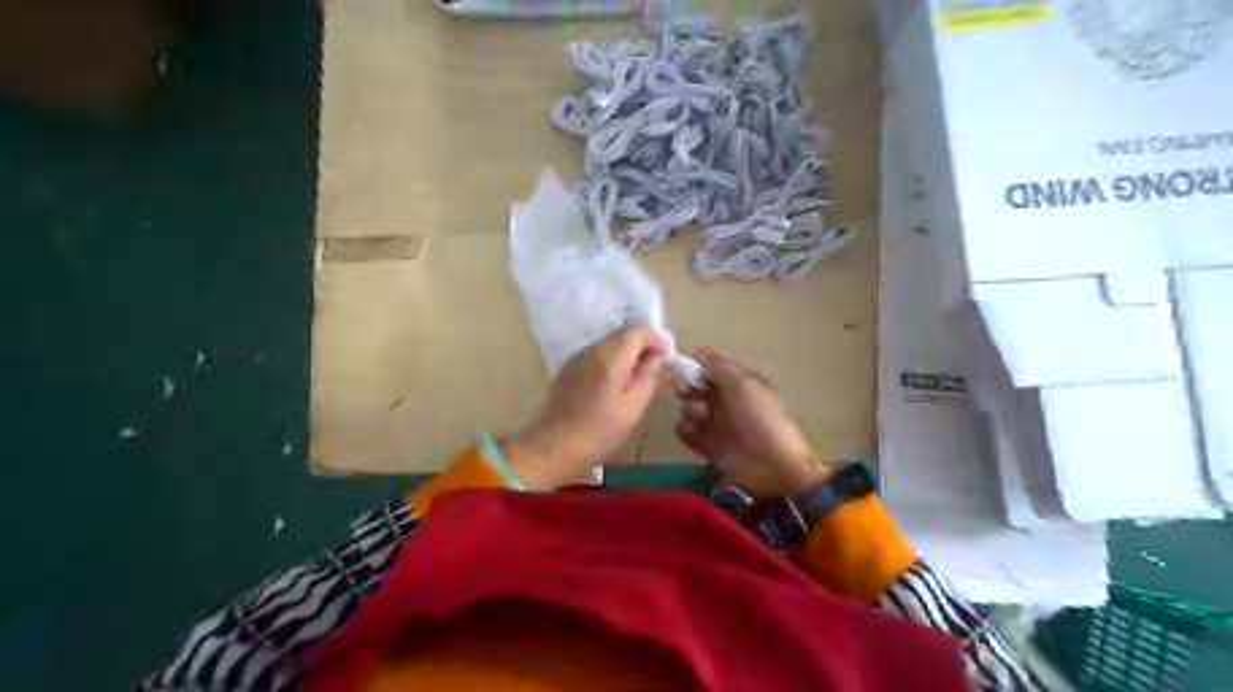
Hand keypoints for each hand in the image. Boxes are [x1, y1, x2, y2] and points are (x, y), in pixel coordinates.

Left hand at [506, 328, 671, 487]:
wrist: (556, 446)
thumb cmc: (601, 430)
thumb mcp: (634, 406)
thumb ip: (648, 376)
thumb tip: (656, 358)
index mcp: (610, 357)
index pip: (637, 330)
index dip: (655, 339)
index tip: (665, 357)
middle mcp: (592, 349)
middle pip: (622, 333)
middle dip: (642, 344)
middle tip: (654, 367)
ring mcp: (577, 357)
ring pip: (609, 343)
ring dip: (626, 352)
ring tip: (635, 377)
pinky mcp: (569, 367)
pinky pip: (596, 354)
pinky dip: (611, 360)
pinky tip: (613, 383)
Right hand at [670, 350, 831, 499]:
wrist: (771, 465)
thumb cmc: (759, 418)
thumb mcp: (742, 385)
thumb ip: (718, 366)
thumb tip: (697, 351)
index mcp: (738, 382)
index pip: (711, 366)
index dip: (696, 363)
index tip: (682, 364)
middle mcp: (724, 399)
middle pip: (695, 385)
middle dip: (686, 385)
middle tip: (684, 391)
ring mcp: (715, 422)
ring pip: (688, 407)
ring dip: (689, 409)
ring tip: (699, 417)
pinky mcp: (706, 444)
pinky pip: (686, 431)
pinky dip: (686, 430)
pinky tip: (693, 432)